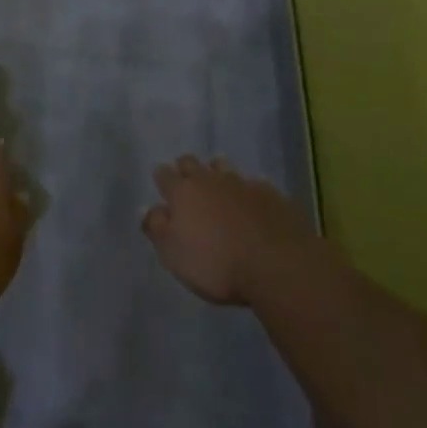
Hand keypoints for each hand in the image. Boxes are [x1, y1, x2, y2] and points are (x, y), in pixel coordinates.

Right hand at [141, 156, 314, 305]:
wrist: (277, 264)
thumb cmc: (217, 264)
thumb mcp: (174, 255)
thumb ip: (157, 228)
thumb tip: (149, 209)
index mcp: (183, 192)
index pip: (164, 175)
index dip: (161, 178)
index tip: (162, 185)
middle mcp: (210, 180)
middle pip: (191, 163)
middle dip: (186, 168)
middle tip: (187, 183)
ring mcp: (242, 183)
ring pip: (223, 167)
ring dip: (217, 173)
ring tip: (219, 186)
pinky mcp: (270, 193)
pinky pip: (253, 183)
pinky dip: (247, 190)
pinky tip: (251, 203)